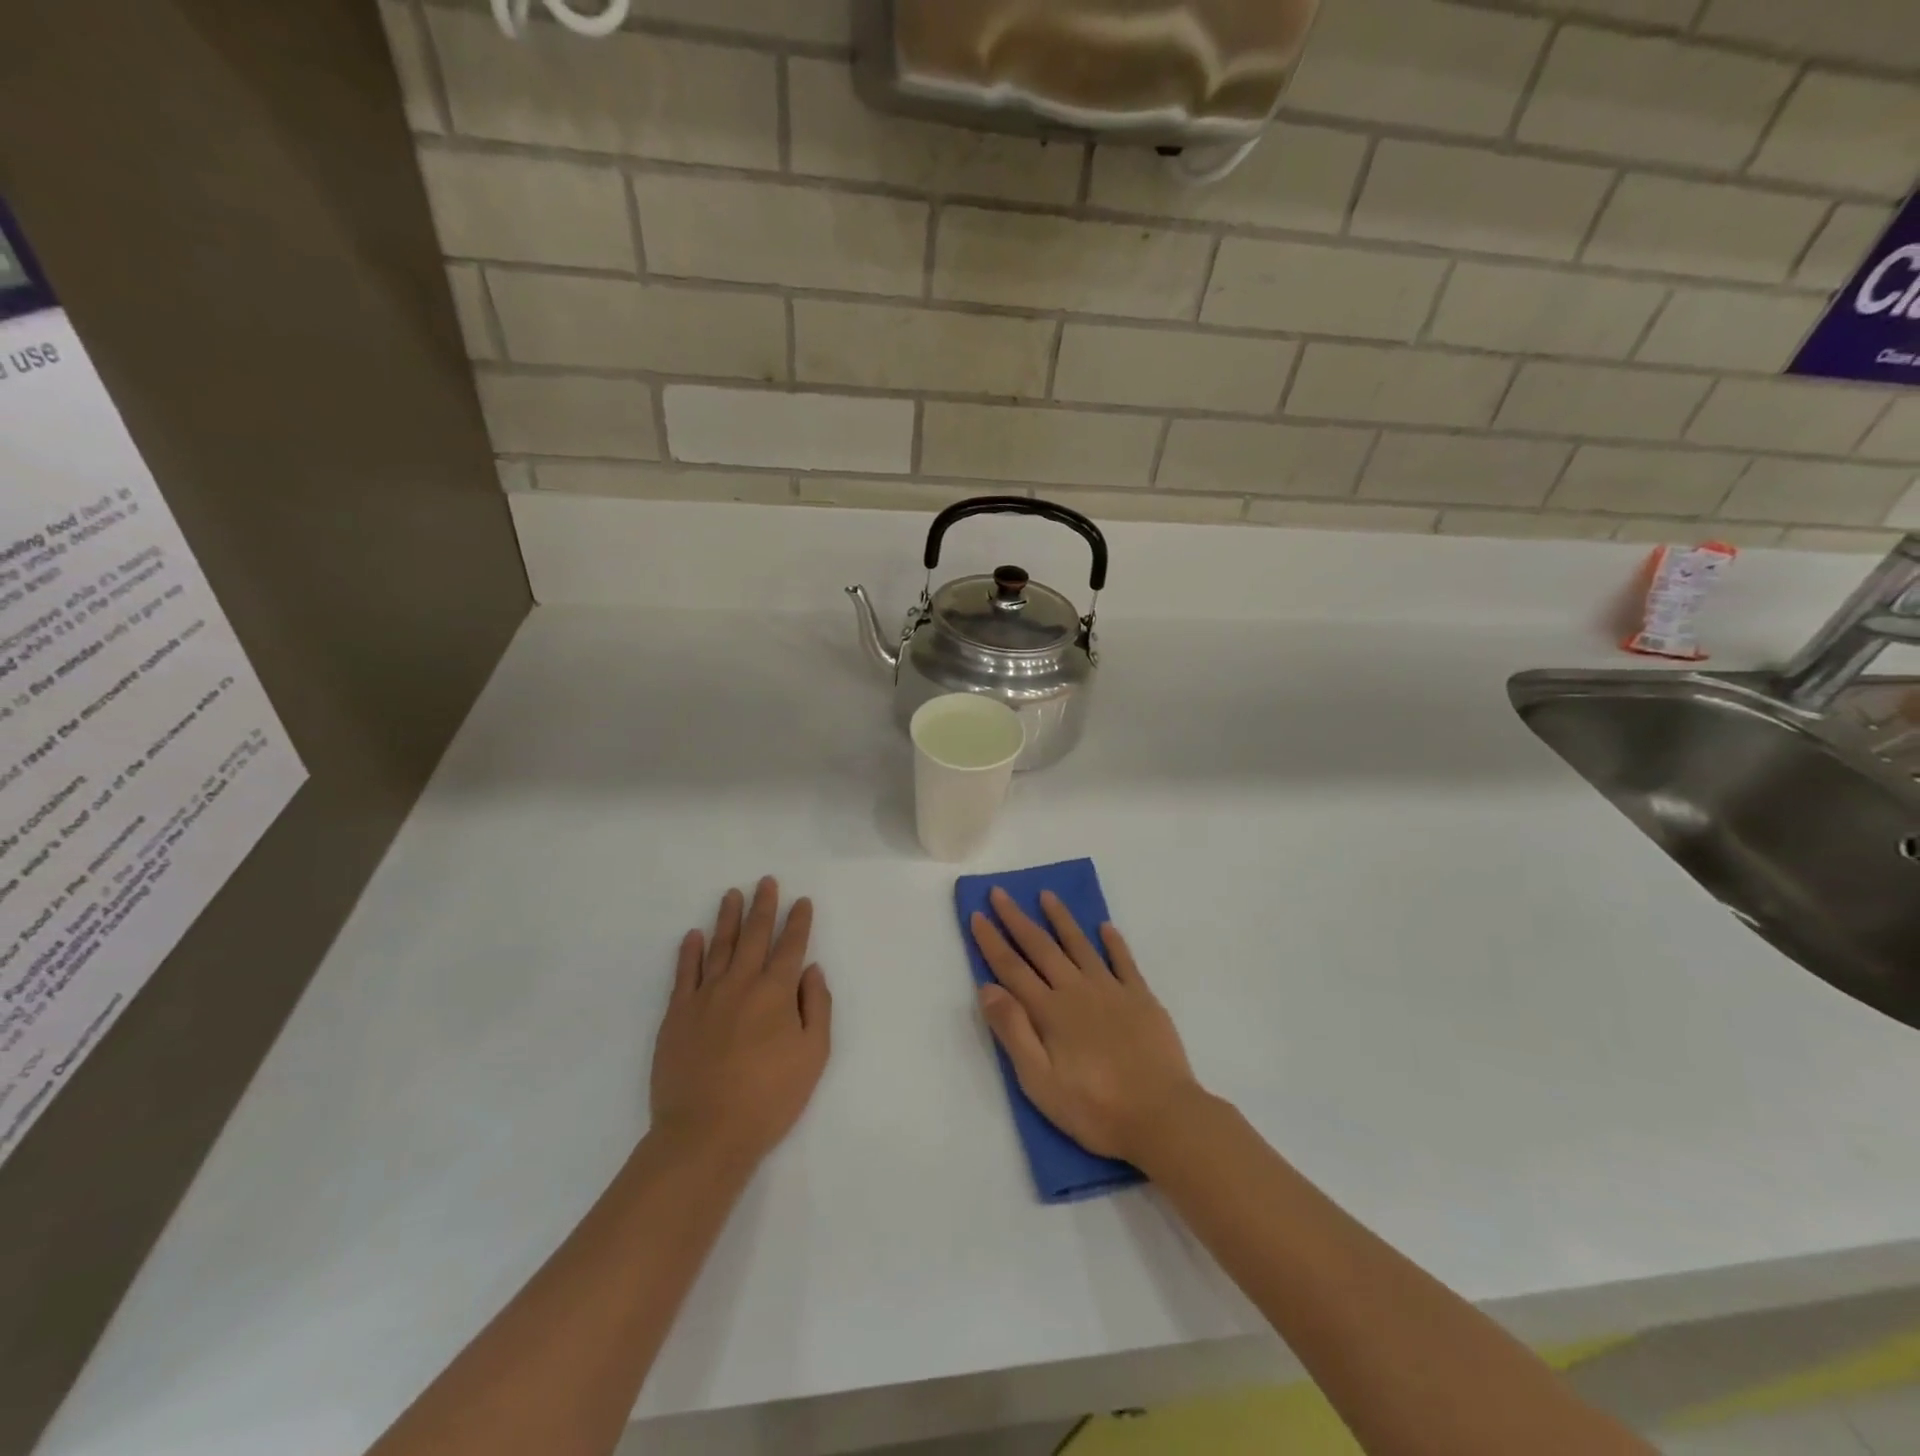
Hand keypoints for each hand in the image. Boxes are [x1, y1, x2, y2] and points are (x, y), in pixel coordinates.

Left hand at [649, 877, 831, 1167]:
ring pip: (719, 946)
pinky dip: (689, 952)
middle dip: (763, 907)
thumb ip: (816, 1007)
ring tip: (732, 894)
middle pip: (754, 936)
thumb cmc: (769, 1098)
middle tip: (765, 882)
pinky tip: (693, 935)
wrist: (705, 1133)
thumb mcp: (813, 1055)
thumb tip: (810, 970)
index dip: (798, 922)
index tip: (801, 901)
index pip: (791, 946)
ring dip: (727, 918)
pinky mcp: (677, 1015)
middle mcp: (741, 984)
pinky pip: (684, 973)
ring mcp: (705, 996)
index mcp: (776, 993)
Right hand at [969, 888, 1201, 1165]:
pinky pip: (1123, 960)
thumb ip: (1013, 1032)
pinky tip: (1105, 927)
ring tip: (1047, 895)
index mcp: (1049, 1011)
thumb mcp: (1040, 1083)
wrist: (1163, 1117)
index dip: (992, 941)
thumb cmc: (1095, 1108)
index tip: (977, 914)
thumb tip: (987, 988)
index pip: (1012, 968)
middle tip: (1001, 893)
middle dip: (1017, 919)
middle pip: (1041, 947)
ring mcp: (1112, 990)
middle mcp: (1077, 990)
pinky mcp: (1141, 998)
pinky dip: (1113, 942)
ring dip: (1061, 918)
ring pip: (1080, 944)